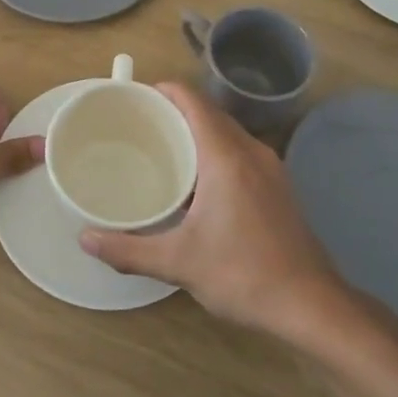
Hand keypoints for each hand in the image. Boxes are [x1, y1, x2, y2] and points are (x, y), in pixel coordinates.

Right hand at [80, 83, 345, 334]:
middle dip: (174, 111)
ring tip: (160, 150)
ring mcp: (270, 168)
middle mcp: (251, 152)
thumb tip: (84, 238)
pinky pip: (239, 152)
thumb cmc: (243, 274)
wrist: (312, 306)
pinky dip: (214, 152)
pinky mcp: (278, 187)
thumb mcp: (179, 263)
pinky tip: (195, 183)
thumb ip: (128, 249)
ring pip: (226, 133)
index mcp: (226, 157)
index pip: (193, 101)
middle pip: (209, 113)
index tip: (133, 97)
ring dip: (196, 132)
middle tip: (137, 126)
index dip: (164, 90)